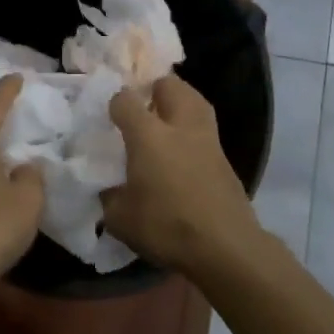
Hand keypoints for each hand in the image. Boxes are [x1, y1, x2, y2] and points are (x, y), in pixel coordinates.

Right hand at [105, 74, 262, 276]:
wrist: (226, 248)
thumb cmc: (167, 227)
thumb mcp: (120, 219)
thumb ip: (109, 196)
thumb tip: (107, 188)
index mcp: (148, 135)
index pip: (126, 100)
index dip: (115, 103)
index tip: (109, 117)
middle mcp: (180, 127)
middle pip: (170, 85)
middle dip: (154, 88)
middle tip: (142, 106)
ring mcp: (208, 140)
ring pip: (195, 101)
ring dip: (179, 102)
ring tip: (165, 120)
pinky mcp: (225, 158)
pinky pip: (205, 130)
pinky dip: (192, 130)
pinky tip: (182, 151)